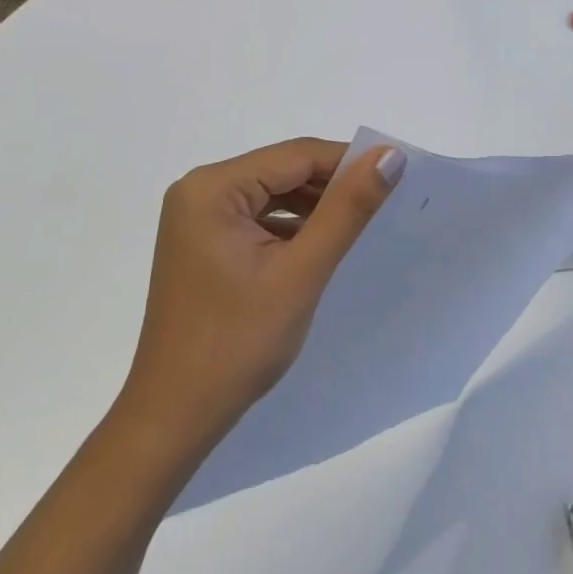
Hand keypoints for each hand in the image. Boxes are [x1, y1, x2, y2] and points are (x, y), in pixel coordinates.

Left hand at [113, 137, 405, 455]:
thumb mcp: (302, 271)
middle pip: (283, 171)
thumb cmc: (237, 344)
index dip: (349, 162)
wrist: (175, 418)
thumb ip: (348, 209)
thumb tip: (390, 155)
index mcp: (212, 187)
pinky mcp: (204, 241)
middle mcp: (199, 190)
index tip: (397, 176)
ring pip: (274, 193)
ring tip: (357, 226)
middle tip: (383, 205)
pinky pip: (259, 216)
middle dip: (332, 186)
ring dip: (314, 207)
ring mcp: (198, 217)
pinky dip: (292, 226)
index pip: (296, 156)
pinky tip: (319, 245)